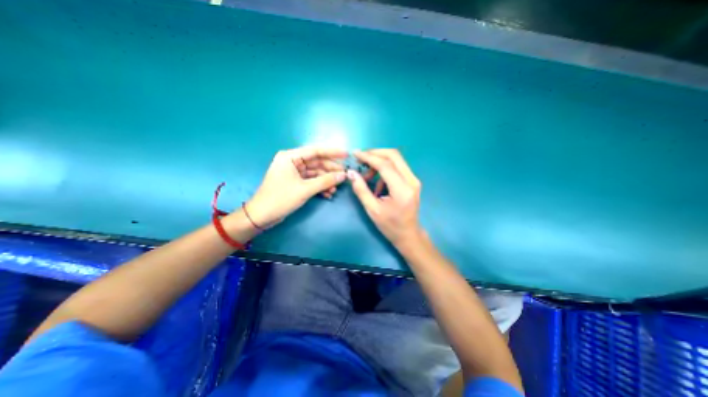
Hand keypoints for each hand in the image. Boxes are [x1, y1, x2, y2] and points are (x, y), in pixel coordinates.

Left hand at [247, 146, 347, 227]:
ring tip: (337, 188)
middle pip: (317, 162)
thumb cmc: (280, 199)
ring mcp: (294, 172)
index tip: (347, 155)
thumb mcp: (305, 189)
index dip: (332, 152)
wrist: (262, 216)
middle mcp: (293, 162)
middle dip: (331, 170)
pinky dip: (320, 186)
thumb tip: (343, 175)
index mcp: (290, 157)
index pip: (315, 150)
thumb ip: (325, 181)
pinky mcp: (296, 182)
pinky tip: (329, 193)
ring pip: (316, 173)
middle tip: (345, 175)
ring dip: (326, 180)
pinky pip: (312, 181)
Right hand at [348, 149, 421, 248]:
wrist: (408, 235)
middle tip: (360, 159)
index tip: (355, 153)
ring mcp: (414, 180)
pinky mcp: (412, 181)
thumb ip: (361, 189)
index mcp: (402, 189)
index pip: (385, 165)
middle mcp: (411, 180)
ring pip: (396, 160)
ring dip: (379, 162)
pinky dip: (384, 170)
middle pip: (394, 155)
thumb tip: (351, 173)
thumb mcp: (372, 210)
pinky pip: (397, 168)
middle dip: (375, 153)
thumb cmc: (390, 226)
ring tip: (367, 176)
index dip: (369, 157)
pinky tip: (377, 185)